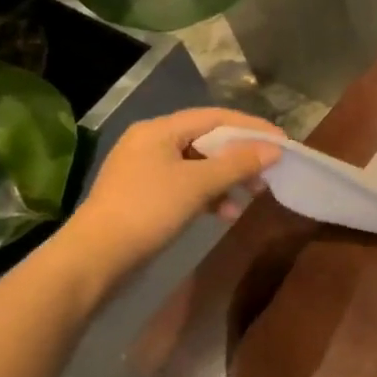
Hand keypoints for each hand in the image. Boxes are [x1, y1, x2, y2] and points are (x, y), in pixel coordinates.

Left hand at [64, 108, 283, 279]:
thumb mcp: (199, 184)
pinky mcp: (144, 196)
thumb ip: (238, 163)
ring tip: (251, 197)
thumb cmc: (148, 210)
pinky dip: (208, 195)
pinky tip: (224, 214)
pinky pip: (186, 185)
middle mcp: (151, 143)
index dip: (252, 127)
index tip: (282, 141)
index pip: (216, 117)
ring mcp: (145, 170)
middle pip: (208, 140)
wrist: (94, 260)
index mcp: (159, 130)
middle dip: (241, 157)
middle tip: (268, 173)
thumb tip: (274, 149)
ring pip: (198, 165)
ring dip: (227, 179)